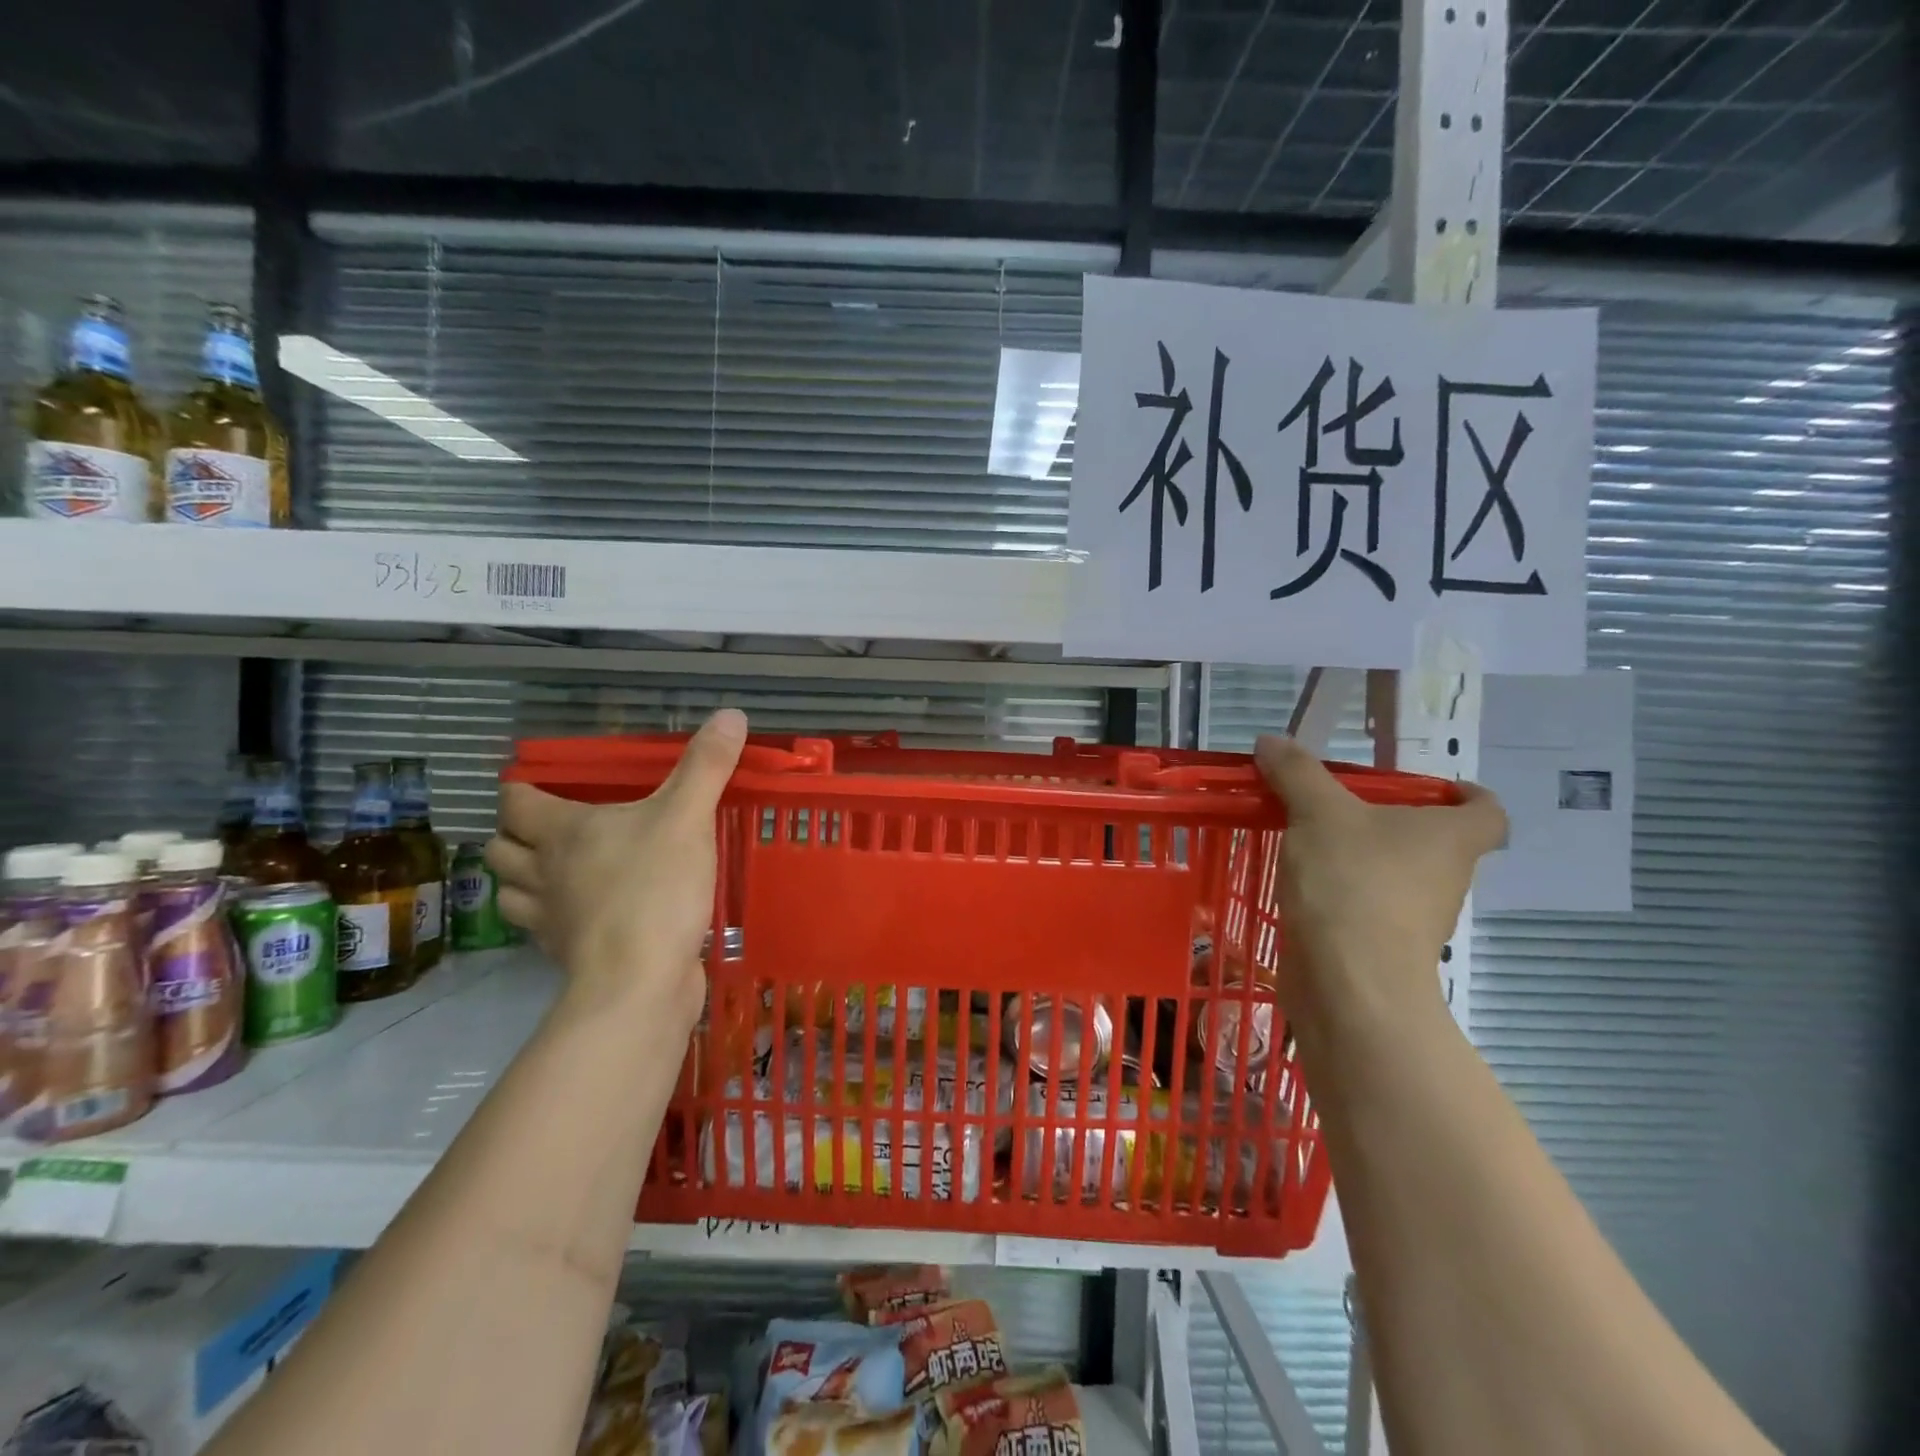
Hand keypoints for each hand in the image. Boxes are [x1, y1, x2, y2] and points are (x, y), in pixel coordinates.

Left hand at [486, 709, 748, 1025]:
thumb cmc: (655, 888)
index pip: (514, 802)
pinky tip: (585, 914)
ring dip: (524, 879)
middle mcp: (542, 873)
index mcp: (562, 833)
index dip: (520, 789)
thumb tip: (731, 714)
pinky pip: (542, 932)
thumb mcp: (688, 818)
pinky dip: (553, 918)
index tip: (542, 783)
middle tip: (552, 827)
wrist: (640, 982)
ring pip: (511, 893)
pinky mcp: (567, 956)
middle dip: (515, 835)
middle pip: (499, 849)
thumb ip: (706, 767)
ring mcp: (549, 920)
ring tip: (557, 870)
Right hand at [1254, 734, 1506, 1037]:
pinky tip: (1301, 884)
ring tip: (1307, 841)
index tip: (1432, 787)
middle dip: (1391, 823)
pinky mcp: (1383, 947)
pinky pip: (1368, 907)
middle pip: (1434, 842)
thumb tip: (1270, 740)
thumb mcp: (1317, 812)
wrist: (1349, 983)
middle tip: (1339, 806)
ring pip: (1397, 876)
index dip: (1467, 794)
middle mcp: (1445, 877)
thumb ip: (1296, 772)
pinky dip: (1342, 893)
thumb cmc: (1352, 883)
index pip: (1487, 811)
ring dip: (1362, 859)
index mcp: (1450, 838)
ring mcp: (1417, 919)